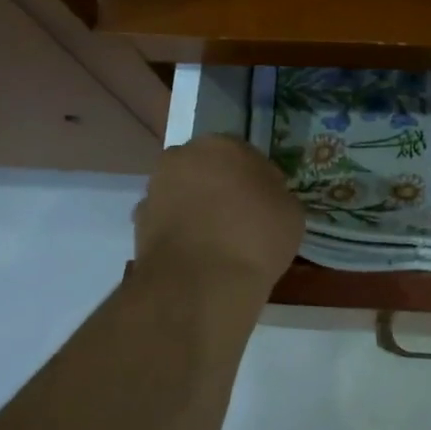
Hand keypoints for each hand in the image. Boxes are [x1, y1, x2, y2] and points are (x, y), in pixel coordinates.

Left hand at [134, 136, 304, 301]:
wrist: (201, 284)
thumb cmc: (255, 238)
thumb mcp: (291, 212)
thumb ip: (275, 194)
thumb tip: (264, 197)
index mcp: (221, 145)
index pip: (245, 156)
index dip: (257, 180)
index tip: (267, 204)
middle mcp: (181, 158)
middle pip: (208, 170)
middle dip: (221, 188)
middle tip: (242, 219)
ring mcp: (155, 189)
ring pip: (185, 194)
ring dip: (198, 209)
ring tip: (219, 242)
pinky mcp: (139, 223)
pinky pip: (169, 222)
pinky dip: (181, 233)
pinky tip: (198, 256)